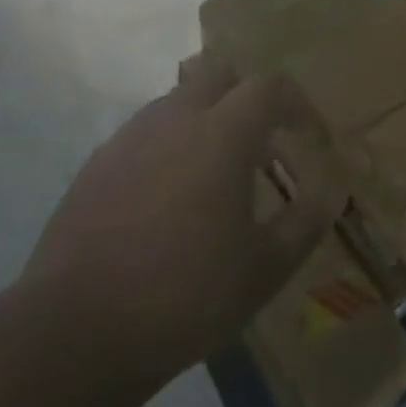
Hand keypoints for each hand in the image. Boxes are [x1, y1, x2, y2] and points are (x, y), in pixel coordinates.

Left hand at [24, 58, 343, 381]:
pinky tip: (168, 199)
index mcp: (222, 133)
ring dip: (206, 119)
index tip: (307, 135)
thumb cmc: (186, 295)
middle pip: (219, 74)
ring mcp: (130, 137)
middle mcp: (176, 118)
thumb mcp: (265, 269)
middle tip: (261, 144)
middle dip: (247, 97)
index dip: (296, 103)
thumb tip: (330, 192)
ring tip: (216, 174)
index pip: (269, 86)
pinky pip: (146, 133)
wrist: (75, 332)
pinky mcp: (97, 163)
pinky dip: (170, 145)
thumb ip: (305, 221)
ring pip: (179, 100)